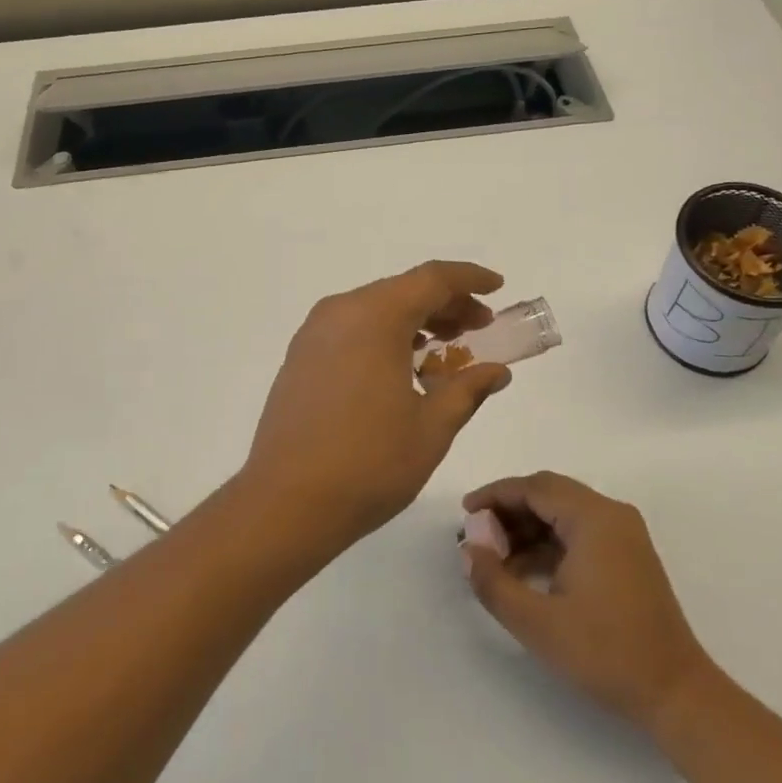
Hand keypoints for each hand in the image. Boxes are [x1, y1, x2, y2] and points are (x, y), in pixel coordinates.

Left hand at [240, 262, 514, 560]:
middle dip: (446, 303)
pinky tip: (403, 366)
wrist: (284, 503)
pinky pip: (352, 328)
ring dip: (415, 319)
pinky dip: (385, 334)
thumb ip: (468, 389)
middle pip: (403, 290)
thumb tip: (497, 371)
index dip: (469, 279)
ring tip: (447, 347)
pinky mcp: (301, 356)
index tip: (497, 287)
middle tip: (481, 326)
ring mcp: (315, 333)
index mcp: (375, 316)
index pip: (432, 278)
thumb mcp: (432, 427)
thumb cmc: (368, 463)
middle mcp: (341, 311)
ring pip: (376, 308)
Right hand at [462, 471, 718, 732]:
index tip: (465, 513)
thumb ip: (494, 582)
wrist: (676, 694)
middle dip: (509, 510)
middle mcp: (611, 514)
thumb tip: (469, 550)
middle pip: (549, 494)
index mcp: (593, 518)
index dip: (495, 495)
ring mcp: (623, 534)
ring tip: (494, 558)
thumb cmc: (606, 653)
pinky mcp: (627, 555)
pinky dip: (549, 543)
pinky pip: (579, 532)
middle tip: (477, 534)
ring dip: (527, 528)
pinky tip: (525, 571)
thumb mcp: (538, 623)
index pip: (534, 487)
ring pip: (563, 513)